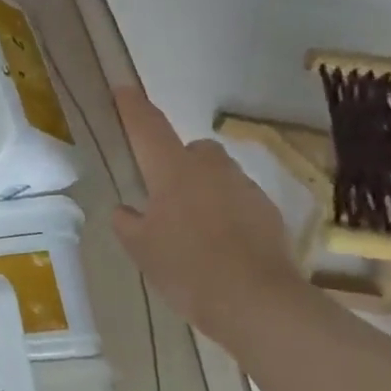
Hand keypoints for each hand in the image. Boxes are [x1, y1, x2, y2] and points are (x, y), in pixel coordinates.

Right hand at [111, 85, 308, 336]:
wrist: (256, 302)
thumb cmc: (186, 268)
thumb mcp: (139, 248)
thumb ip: (127, 221)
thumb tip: (126, 209)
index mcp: (172, 170)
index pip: (147, 128)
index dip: (132, 107)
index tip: (123, 88)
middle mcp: (210, 169)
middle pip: (192, 149)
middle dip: (178, 161)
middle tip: (164, 195)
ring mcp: (244, 188)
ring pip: (218, 175)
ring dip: (204, 188)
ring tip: (194, 227)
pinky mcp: (268, 211)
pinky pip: (239, 200)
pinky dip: (227, 212)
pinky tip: (220, 244)